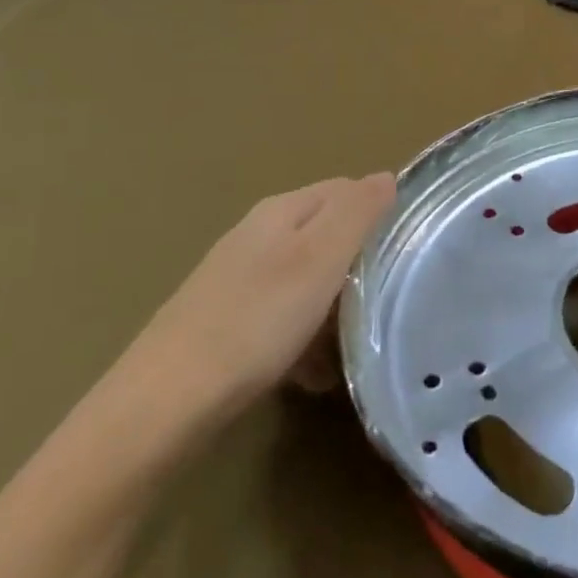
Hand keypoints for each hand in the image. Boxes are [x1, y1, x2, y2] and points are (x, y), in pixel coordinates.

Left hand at [103, 174, 395, 444]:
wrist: (166, 401)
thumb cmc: (256, 320)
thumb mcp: (320, 258)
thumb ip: (357, 212)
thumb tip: (386, 176)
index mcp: (282, 211)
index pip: (346, 189)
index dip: (381, 212)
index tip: (410, 249)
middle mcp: (258, 235)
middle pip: (327, 236)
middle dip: (360, 265)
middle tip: (388, 300)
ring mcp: (239, 279)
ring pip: (308, 281)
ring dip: (335, 307)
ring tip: (356, 344)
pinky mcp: (227, 321)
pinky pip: (283, 318)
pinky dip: (305, 338)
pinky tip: (314, 373)